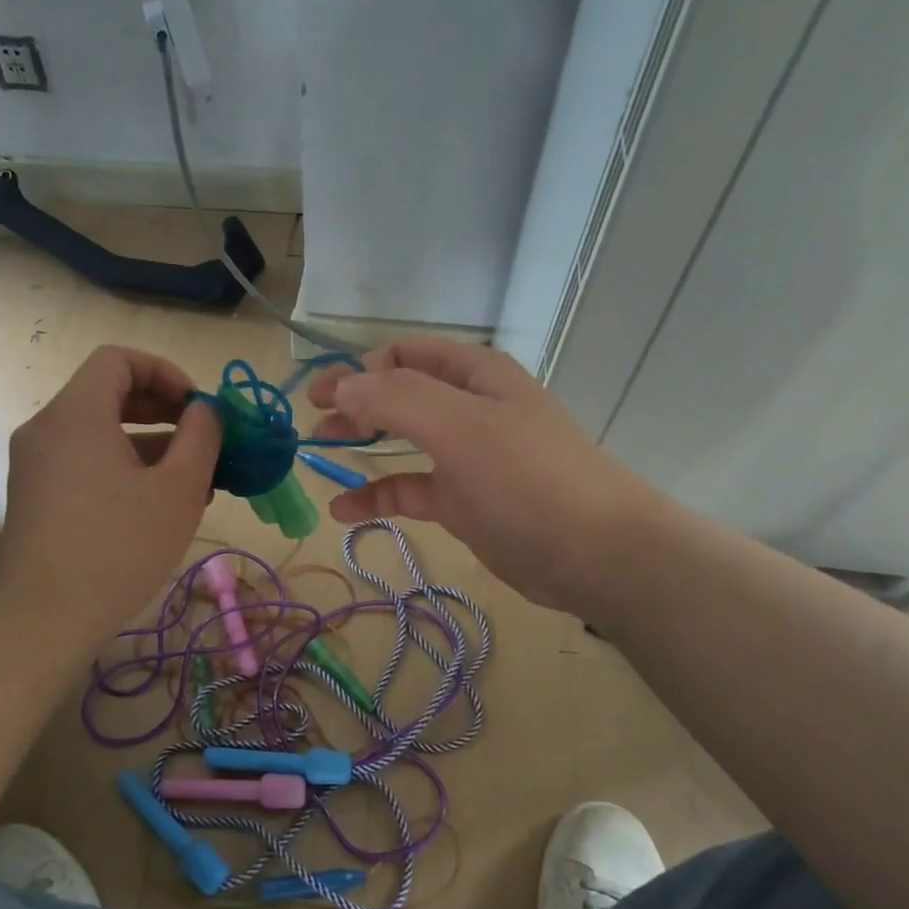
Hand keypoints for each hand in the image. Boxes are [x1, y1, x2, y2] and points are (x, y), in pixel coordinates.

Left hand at [0, 346, 220, 647]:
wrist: (45, 617)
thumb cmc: (119, 546)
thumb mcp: (178, 489)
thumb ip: (201, 437)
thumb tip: (206, 411)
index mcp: (77, 414)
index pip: (118, 360)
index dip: (164, 372)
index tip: (197, 407)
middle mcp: (47, 428)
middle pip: (107, 394)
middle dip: (162, 410)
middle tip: (201, 438)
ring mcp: (36, 464)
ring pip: (98, 433)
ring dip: (148, 444)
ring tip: (192, 480)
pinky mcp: (36, 496)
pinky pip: (84, 462)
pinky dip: (122, 467)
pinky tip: (156, 505)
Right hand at [307, 340, 653, 617]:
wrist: (595, 554)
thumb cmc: (528, 478)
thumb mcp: (460, 426)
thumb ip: (396, 399)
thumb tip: (341, 385)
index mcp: (475, 374)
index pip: (404, 354)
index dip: (358, 369)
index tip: (321, 397)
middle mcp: (470, 408)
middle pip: (399, 394)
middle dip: (355, 404)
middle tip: (313, 425)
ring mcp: (468, 457)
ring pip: (402, 442)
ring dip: (362, 446)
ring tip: (319, 458)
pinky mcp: (465, 502)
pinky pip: (411, 490)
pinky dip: (377, 496)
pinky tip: (344, 511)